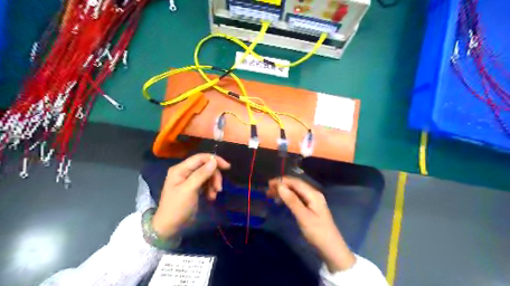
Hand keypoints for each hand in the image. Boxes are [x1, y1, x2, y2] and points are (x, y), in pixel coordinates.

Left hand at [152, 154, 229, 238]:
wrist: (170, 228)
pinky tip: (211, 198)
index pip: (200, 158)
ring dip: (213, 184)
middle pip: (206, 167)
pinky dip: (210, 189)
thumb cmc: (177, 208)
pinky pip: (206, 183)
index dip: (215, 160)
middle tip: (219, 189)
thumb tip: (214, 161)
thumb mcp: (189, 190)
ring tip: (213, 196)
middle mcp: (185, 172)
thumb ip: (201, 174)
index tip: (227, 167)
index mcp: (180, 169)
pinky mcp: (194, 188)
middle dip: (214, 176)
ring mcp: (189, 180)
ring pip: (208, 175)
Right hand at [267, 177, 354, 271]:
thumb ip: (292, 200)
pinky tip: (281, 201)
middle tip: (268, 191)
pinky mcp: (311, 207)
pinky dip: (288, 198)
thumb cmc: (317, 232)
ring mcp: (313, 200)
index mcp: (313, 194)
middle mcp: (313, 194)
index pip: (295, 182)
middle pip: (295, 185)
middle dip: (281, 185)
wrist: (331, 248)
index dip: (281, 181)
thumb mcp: (303, 216)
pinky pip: (298, 198)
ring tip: (271, 195)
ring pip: (296, 191)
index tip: (268, 184)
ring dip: (284, 191)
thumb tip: (280, 185)